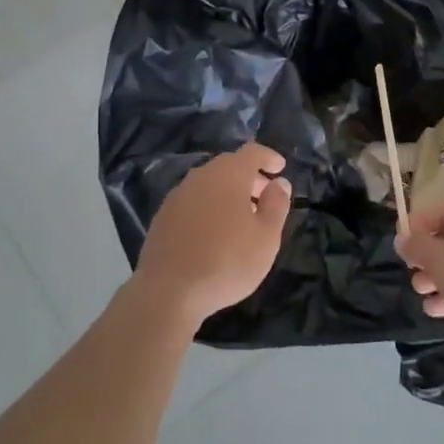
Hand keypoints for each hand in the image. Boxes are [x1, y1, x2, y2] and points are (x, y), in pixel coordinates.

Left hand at [134, 144, 292, 326]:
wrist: (168, 291)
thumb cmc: (226, 262)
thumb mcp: (265, 238)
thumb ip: (276, 205)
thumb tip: (279, 183)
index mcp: (228, 175)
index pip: (252, 152)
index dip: (268, 157)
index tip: (280, 168)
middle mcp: (200, 176)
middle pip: (229, 166)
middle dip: (250, 177)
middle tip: (265, 196)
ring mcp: (178, 195)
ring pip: (209, 183)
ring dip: (228, 192)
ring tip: (242, 217)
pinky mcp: (163, 215)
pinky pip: (193, 200)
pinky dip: (209, 206)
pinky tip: (214, 231)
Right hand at [397, 203, 443, 336]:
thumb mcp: (440, 259)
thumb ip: (417, 246)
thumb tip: (402, 239)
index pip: (443, 211)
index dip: (418, 224)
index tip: (400, 242)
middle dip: (427, 255)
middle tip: (411, 269)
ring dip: (437, 277)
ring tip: (420, 291)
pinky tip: (435, 309)